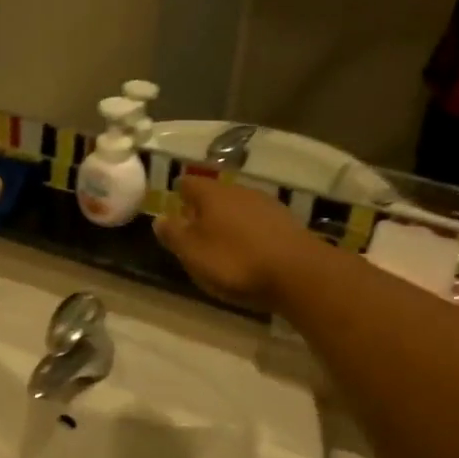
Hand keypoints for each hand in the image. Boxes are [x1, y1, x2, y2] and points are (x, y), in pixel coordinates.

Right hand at [152, 177, 318, 311]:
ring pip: (239, 207)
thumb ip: (174, 234)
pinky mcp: (287, 224)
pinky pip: (259, 223)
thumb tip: (160, 218)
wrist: (298, 274)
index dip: (179, 193)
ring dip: (228, 221)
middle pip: (215, 194)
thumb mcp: (192, 253)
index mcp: (212, 194)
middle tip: (194, 229)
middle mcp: (239, 191)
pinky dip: (250, 233)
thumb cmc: (235, 261)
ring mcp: (267, 205)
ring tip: (221, 242)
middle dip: (204, 208)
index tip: (173, 205)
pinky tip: (249, 250)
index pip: (189, 184)